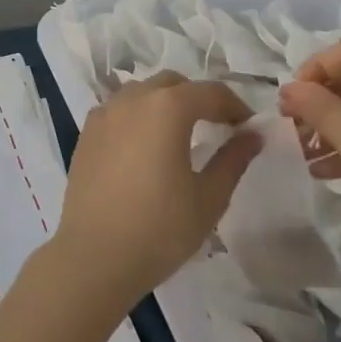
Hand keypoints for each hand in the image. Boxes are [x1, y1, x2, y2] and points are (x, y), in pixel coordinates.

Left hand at [53, 73, 259, 310]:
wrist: (94, 256)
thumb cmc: (159, 229)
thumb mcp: (208, 198)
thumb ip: (233, 159)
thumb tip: (253, 134)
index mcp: (167, 107)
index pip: (210, 92)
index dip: (234, 105)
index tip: (248, 126)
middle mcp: (133, 99)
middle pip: (173, 84)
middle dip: (198, 98)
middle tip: (217, 126)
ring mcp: (105, 113)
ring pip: (142, 92)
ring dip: (166, 103)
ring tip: (180, 134)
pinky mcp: (87, 132)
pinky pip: (119, 109)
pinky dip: (138, 116)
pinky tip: (145, 145)